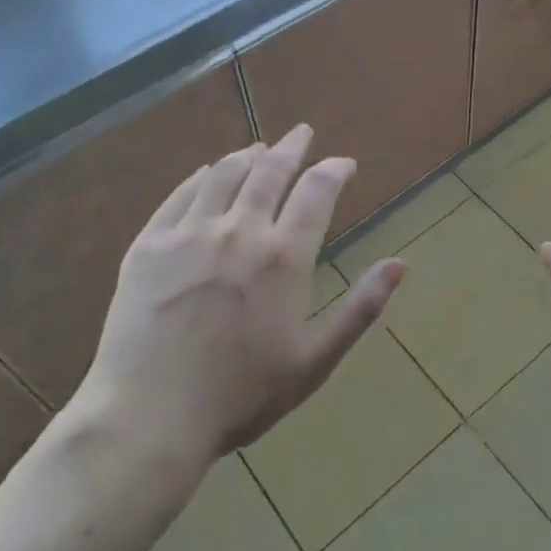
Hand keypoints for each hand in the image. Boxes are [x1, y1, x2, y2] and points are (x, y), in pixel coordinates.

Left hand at [64, 124, 404, 473]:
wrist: (149, 417)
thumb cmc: (241, 396)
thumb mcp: (314, 361)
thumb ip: (360, 308)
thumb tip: (402, 265)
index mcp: (284, 257)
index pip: (317, 191)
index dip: (334, 170)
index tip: (344, 163)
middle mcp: (240, 230)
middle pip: (270, 171)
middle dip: (291, 147)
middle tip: (302, 132)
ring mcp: (189, 234)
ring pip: (224, 175)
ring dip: (246, 156)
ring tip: (257, 148)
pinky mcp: (148, 245)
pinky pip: (179, 196)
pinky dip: (200, 178)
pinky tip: (206, 174)